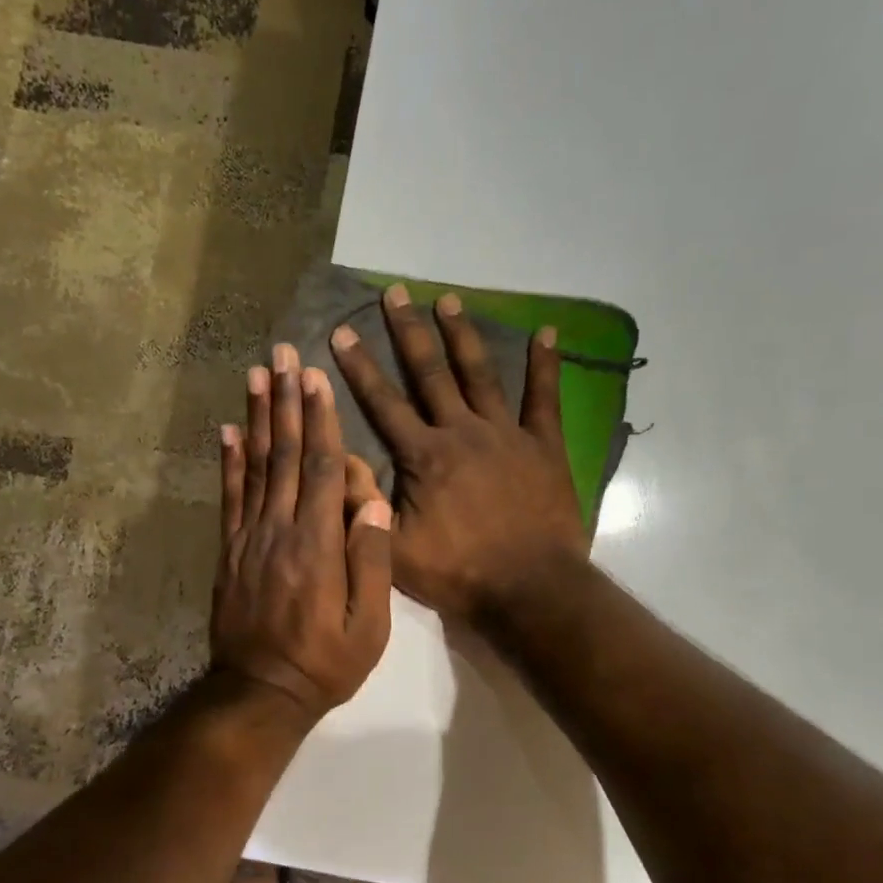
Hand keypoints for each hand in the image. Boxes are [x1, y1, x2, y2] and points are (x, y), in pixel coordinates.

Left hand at [211, 342, 393, 720]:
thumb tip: (374, 498)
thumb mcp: (370, 624)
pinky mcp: (229, 551)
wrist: (261, 692)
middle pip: (283, 454)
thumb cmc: (326, 662)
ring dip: (255, 418)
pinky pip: (229, 497)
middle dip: (285, 401)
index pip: (320, 467)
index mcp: (318, 543)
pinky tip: (226, 431)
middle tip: (282, 354)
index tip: (315, 377)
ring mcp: (248, 538)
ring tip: (254, 375)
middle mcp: (279, 529)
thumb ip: (372, 558)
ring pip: (254, 466)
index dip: (319, 419)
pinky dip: (227, 462)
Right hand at [328, 285, 587, 626]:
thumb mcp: (395, 549)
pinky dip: (545, 365)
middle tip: (395, 294)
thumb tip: (337, 461)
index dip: (359, 367)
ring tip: (447, 300)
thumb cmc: (458, 572)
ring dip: (462, 336)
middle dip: (408, 332)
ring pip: (480, 374)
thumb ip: (364, 505)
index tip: (342, 331)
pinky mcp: (544, 446)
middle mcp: (462, 432)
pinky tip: (546, 333)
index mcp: (424, 456)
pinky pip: (545, 398)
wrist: (529, 588)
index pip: (383, 403)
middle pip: (429, 374)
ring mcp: (506, 434)